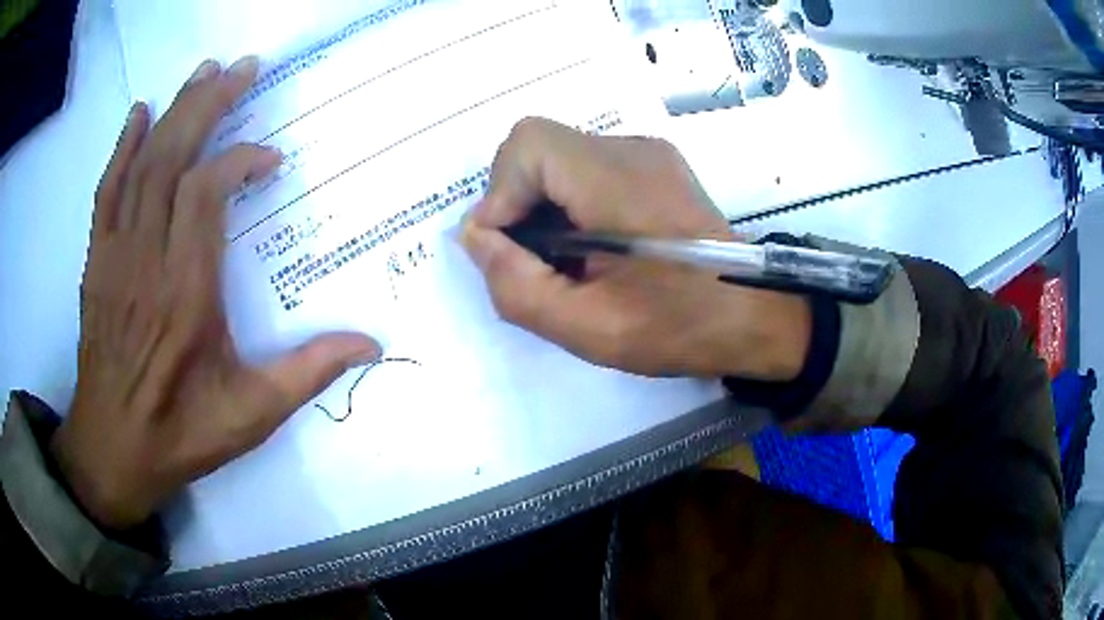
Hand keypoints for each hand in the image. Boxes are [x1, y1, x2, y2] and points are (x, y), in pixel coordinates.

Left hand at [51, 57, 379, 529]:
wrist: (112, 451)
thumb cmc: (180, 434)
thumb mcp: (251, 417)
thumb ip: (308, 374)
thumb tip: (372, 344)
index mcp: (186, 294)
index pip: (207, 193)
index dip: (241, 160)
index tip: (271, 159)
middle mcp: (147, 261)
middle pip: (172, 159)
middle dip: (209, 105)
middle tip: (242, 68)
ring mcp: (116, 257)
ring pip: (140, 165)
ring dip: (173, 112)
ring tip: (204, 73)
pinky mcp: (97, 263)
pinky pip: (107, 192)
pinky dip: (122, 147)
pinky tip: (139, 115)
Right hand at [461, 118, 808, 378]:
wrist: (752, 315)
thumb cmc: (678, 327)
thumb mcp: (587, 328)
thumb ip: (515, 285)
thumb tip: (477, 235)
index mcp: (619, 180)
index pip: (528, 143)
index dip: (501, 191)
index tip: (510, 248)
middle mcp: (632, 150)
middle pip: (539, 147)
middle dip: (518, 201)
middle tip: (534, 259)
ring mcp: (647, 153)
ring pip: (559, 157)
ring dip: (543, 204)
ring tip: (566, 259)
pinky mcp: (654, 165)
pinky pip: (586, 167)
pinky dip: (569, 202)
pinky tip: (592, 245)